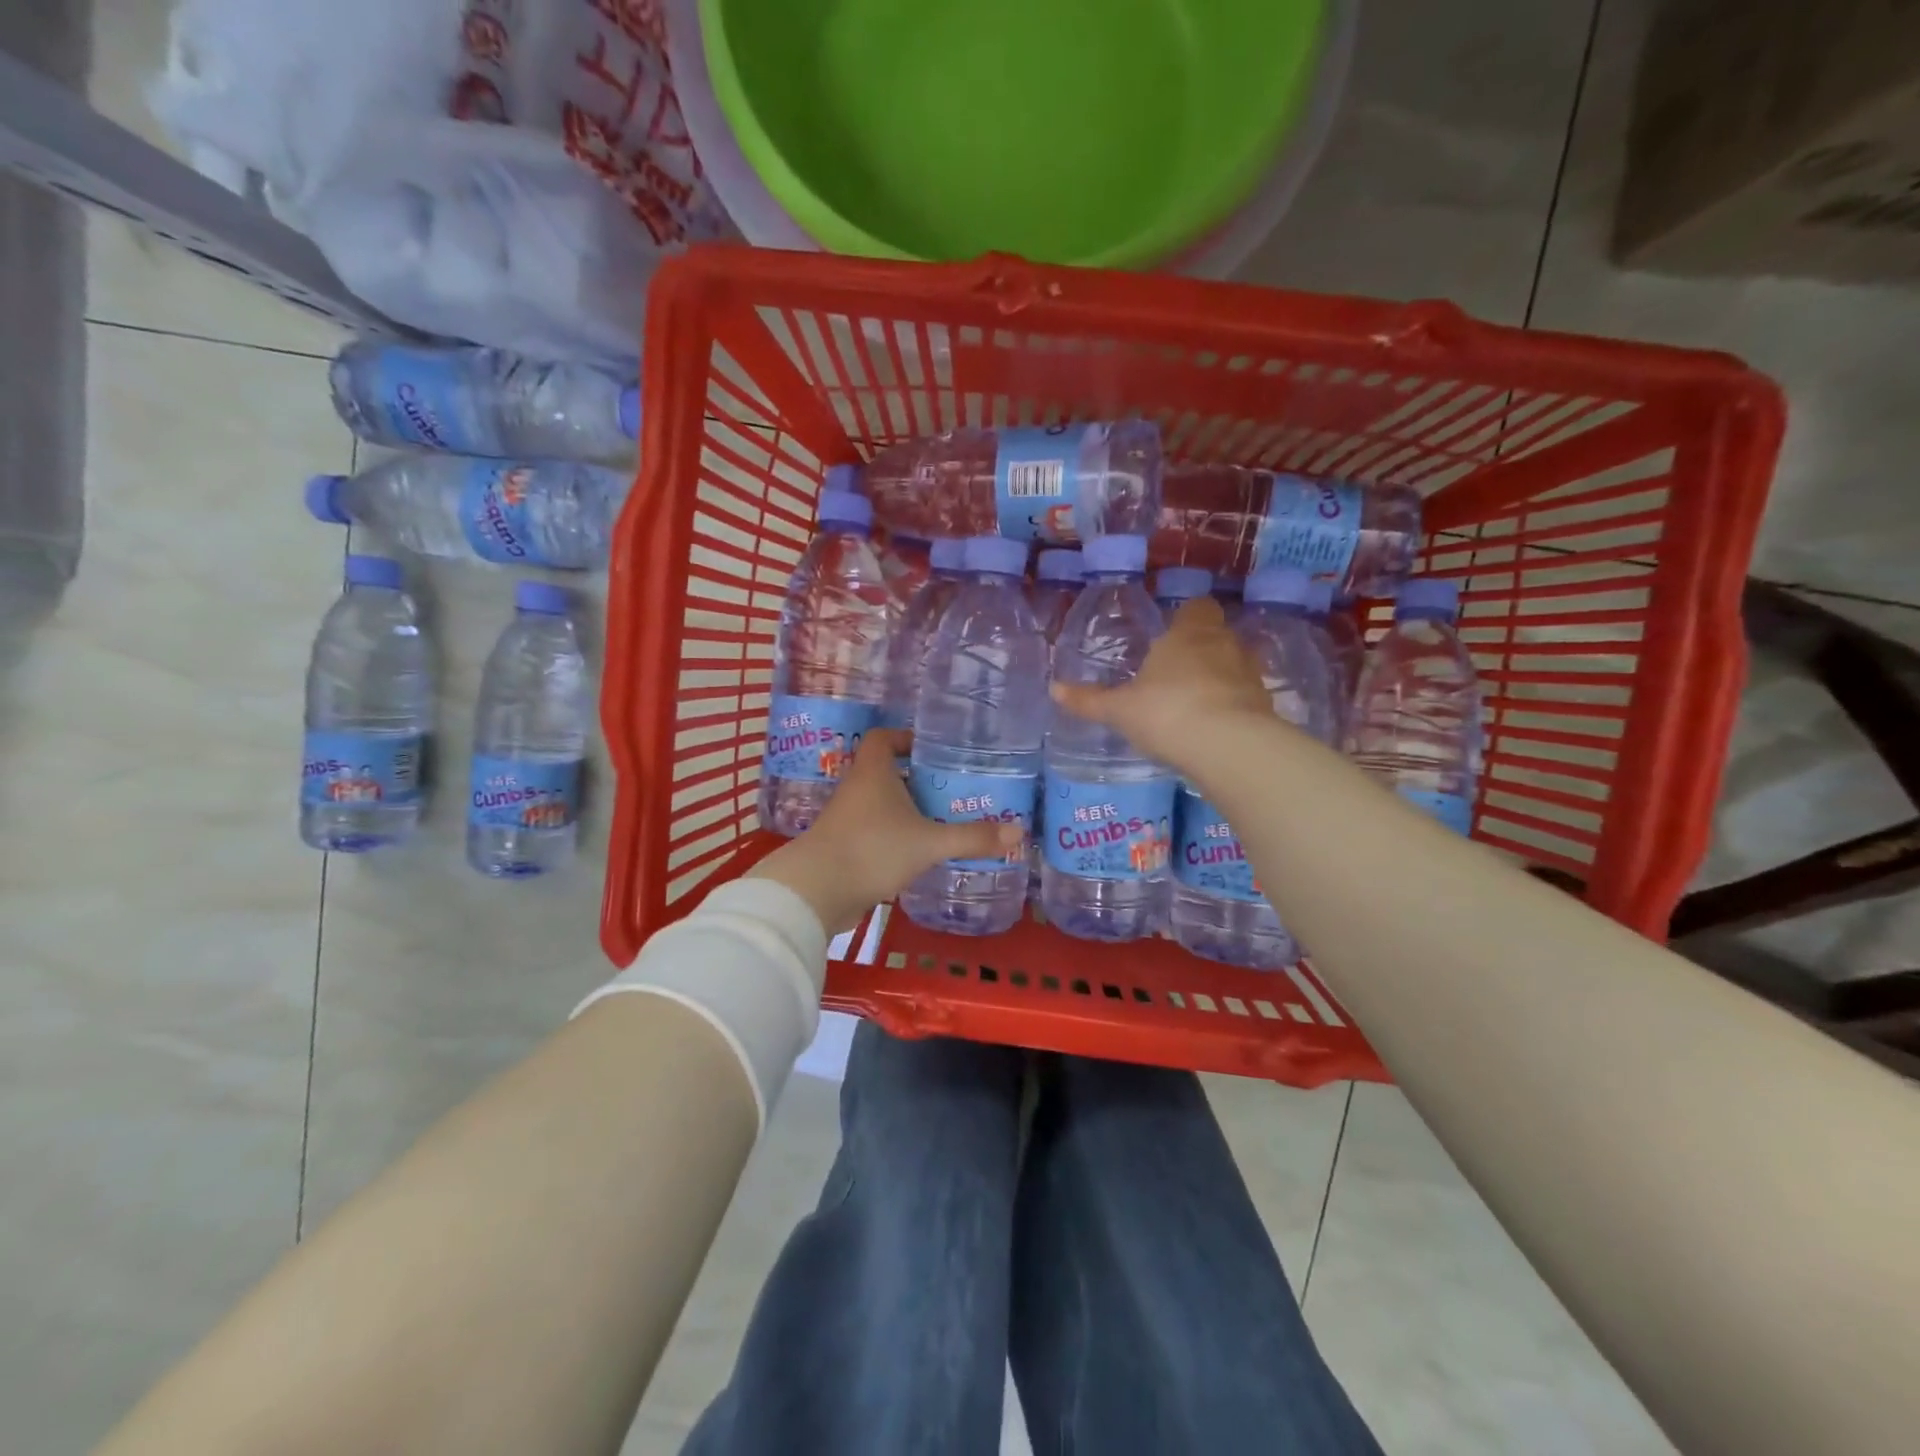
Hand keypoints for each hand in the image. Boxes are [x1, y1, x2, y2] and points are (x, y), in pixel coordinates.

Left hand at [748, 729, 1024, 933]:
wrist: (815, 892)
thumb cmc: (872, 850)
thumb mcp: (929, 843)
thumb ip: (972, 837)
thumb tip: (1019, 832)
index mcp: (873, 772)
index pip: (884, 737)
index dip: (906, 738)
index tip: (933, 750)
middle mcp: (857, 788)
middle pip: (886, 771)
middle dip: (916, 777)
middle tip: (951, 786)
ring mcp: (847, 819)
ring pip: (880, 803)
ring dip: (906, 808)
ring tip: (942, 818)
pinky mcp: (844, 846)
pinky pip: (874, 830)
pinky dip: (894, 834)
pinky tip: (918, 850)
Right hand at [1050, 597, 1273, 772]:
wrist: (1228, 746)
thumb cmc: (1166, 712)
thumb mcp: (1120, 709)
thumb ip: (1089, 700)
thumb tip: (1054, 689)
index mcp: (1188, 634)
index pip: (1197, 607)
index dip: (1186, 617)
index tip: (1171, 633)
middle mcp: (1224, 644)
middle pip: (1217, 635)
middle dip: (1200, 649)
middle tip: (1175, 671)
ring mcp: (1250, 674)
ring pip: (1234, 664)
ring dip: (1219, 677)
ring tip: (1194, 702)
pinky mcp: (1265, 705)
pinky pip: (1246, 696)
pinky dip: (1233, 705)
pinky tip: (1214, 726)